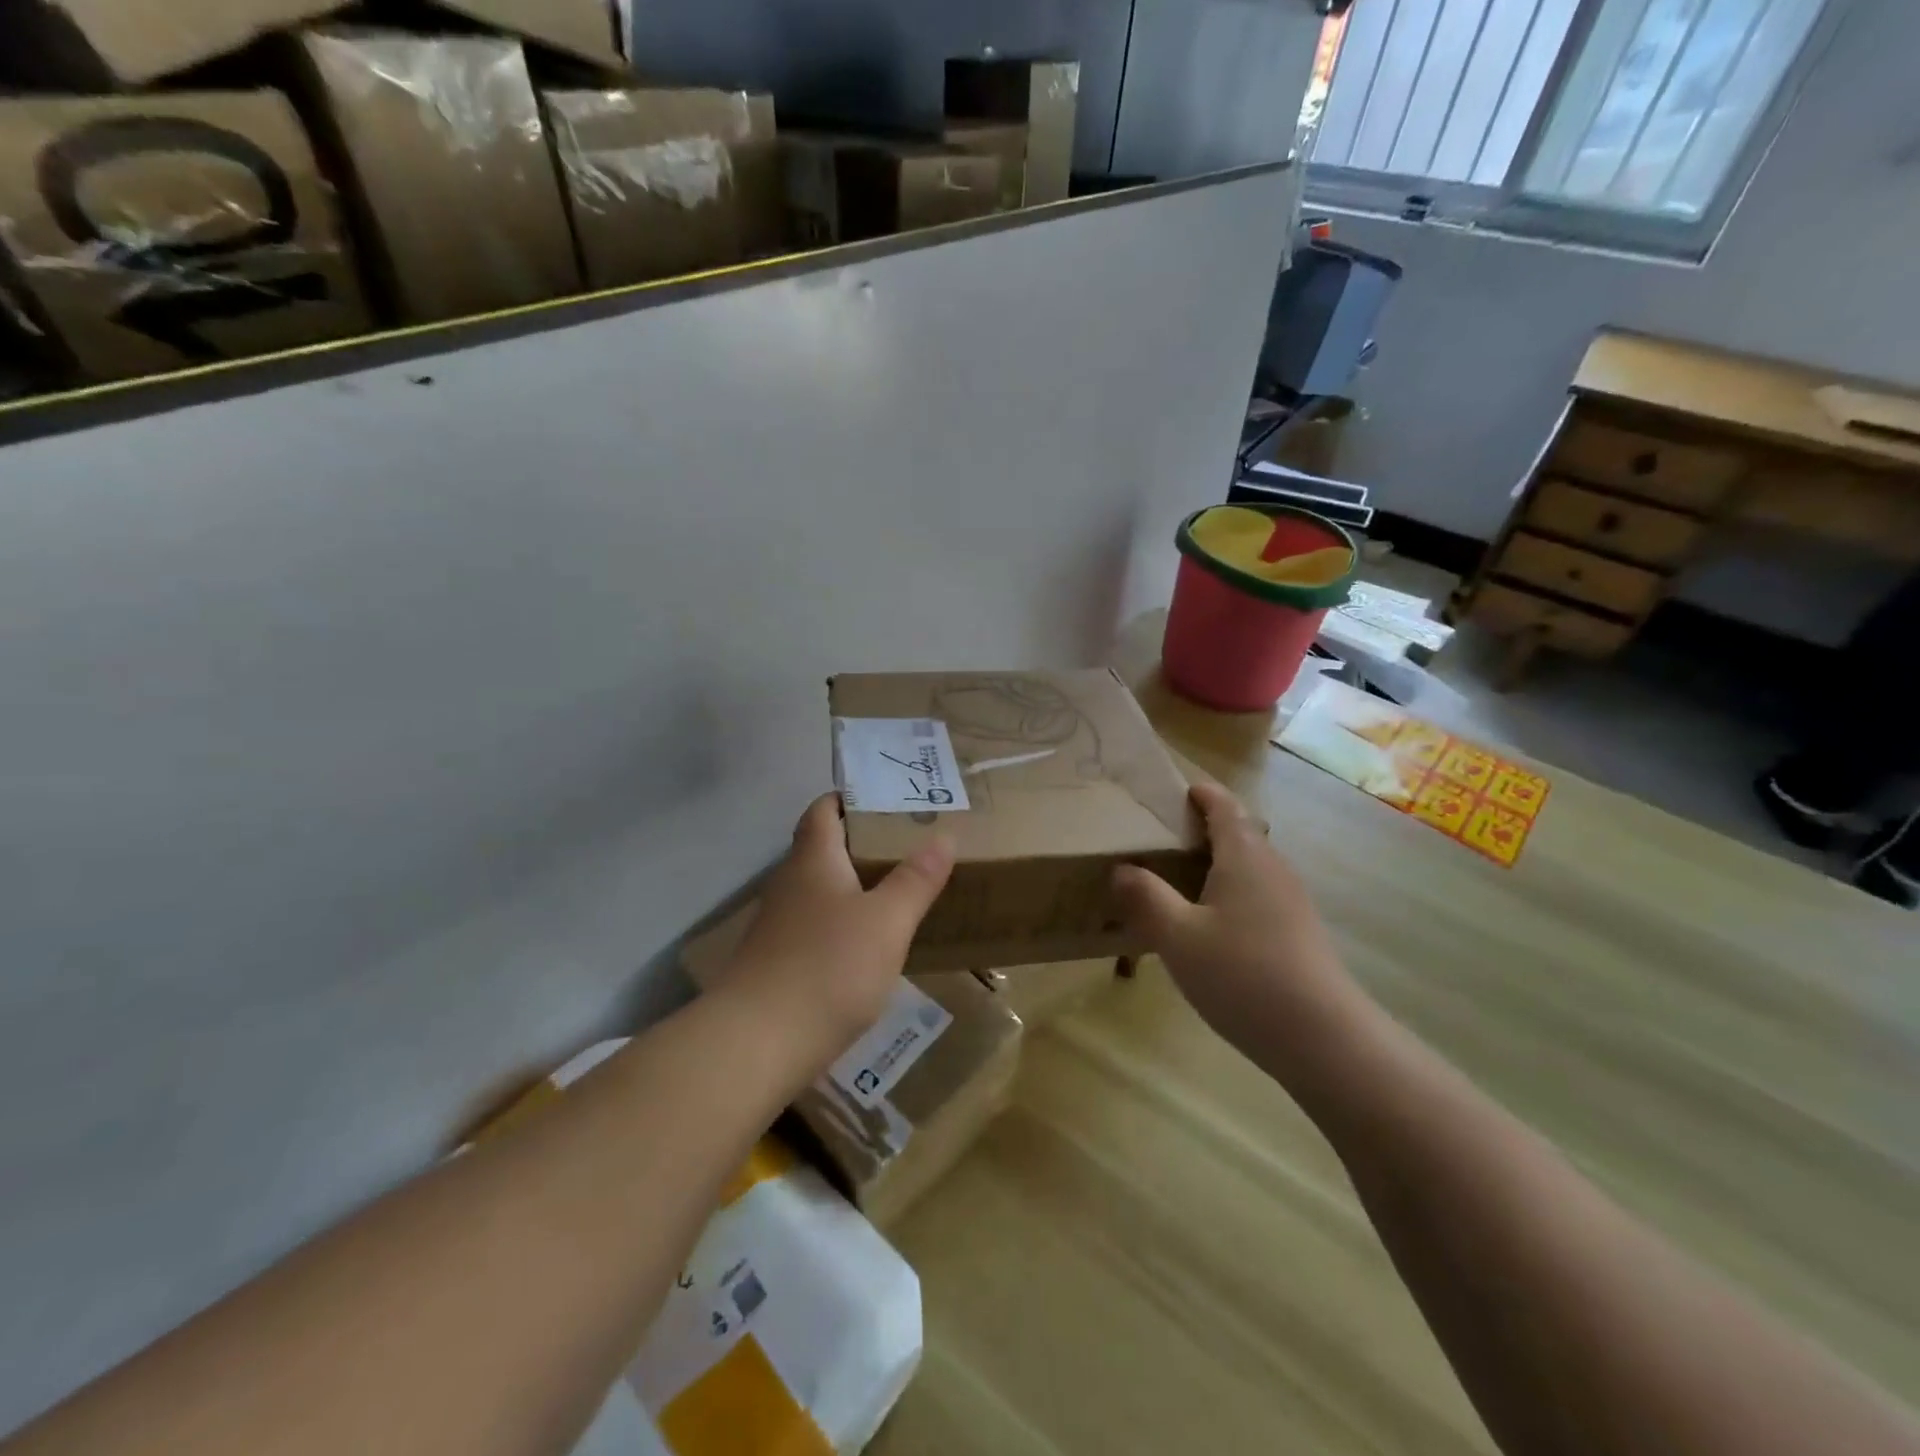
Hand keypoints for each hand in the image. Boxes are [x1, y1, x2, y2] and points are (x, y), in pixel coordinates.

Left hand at [714, 794, 954, 1054]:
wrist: (757, 1044)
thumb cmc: (828, 967)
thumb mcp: (887, 921)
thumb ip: (916, 879)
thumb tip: (944, 835)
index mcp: (813, 859)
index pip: (824, 808)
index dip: (851, 797)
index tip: (890, 799)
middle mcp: (790, 883)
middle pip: (823, 847)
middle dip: (863, 842)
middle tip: (911, 844)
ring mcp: (780, 924)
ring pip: (821, 890)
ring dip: (855, 885)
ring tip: (900, 889)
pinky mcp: (778, 962)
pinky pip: (817, 926)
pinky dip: (844, 923)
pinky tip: (870, 944)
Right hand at [1111, 783, 1359, 1061]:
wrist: (1322, 1037)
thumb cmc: (1242, 973)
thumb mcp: (1177, 936)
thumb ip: (1146, 897)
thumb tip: (1123, 868)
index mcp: (1244, 856)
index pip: (1224, 806)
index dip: (1202, 793)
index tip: (1177, 790)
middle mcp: (1272, 868)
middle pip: (1239, 833)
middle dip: (1204, 829)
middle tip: (1161, 840)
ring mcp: (1291, 901)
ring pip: (1249, 868)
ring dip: (1216, 865)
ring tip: (1178, 883)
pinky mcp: (1299, 933)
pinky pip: (1258, 895)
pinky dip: (1230, 894)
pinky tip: (1209, 928)